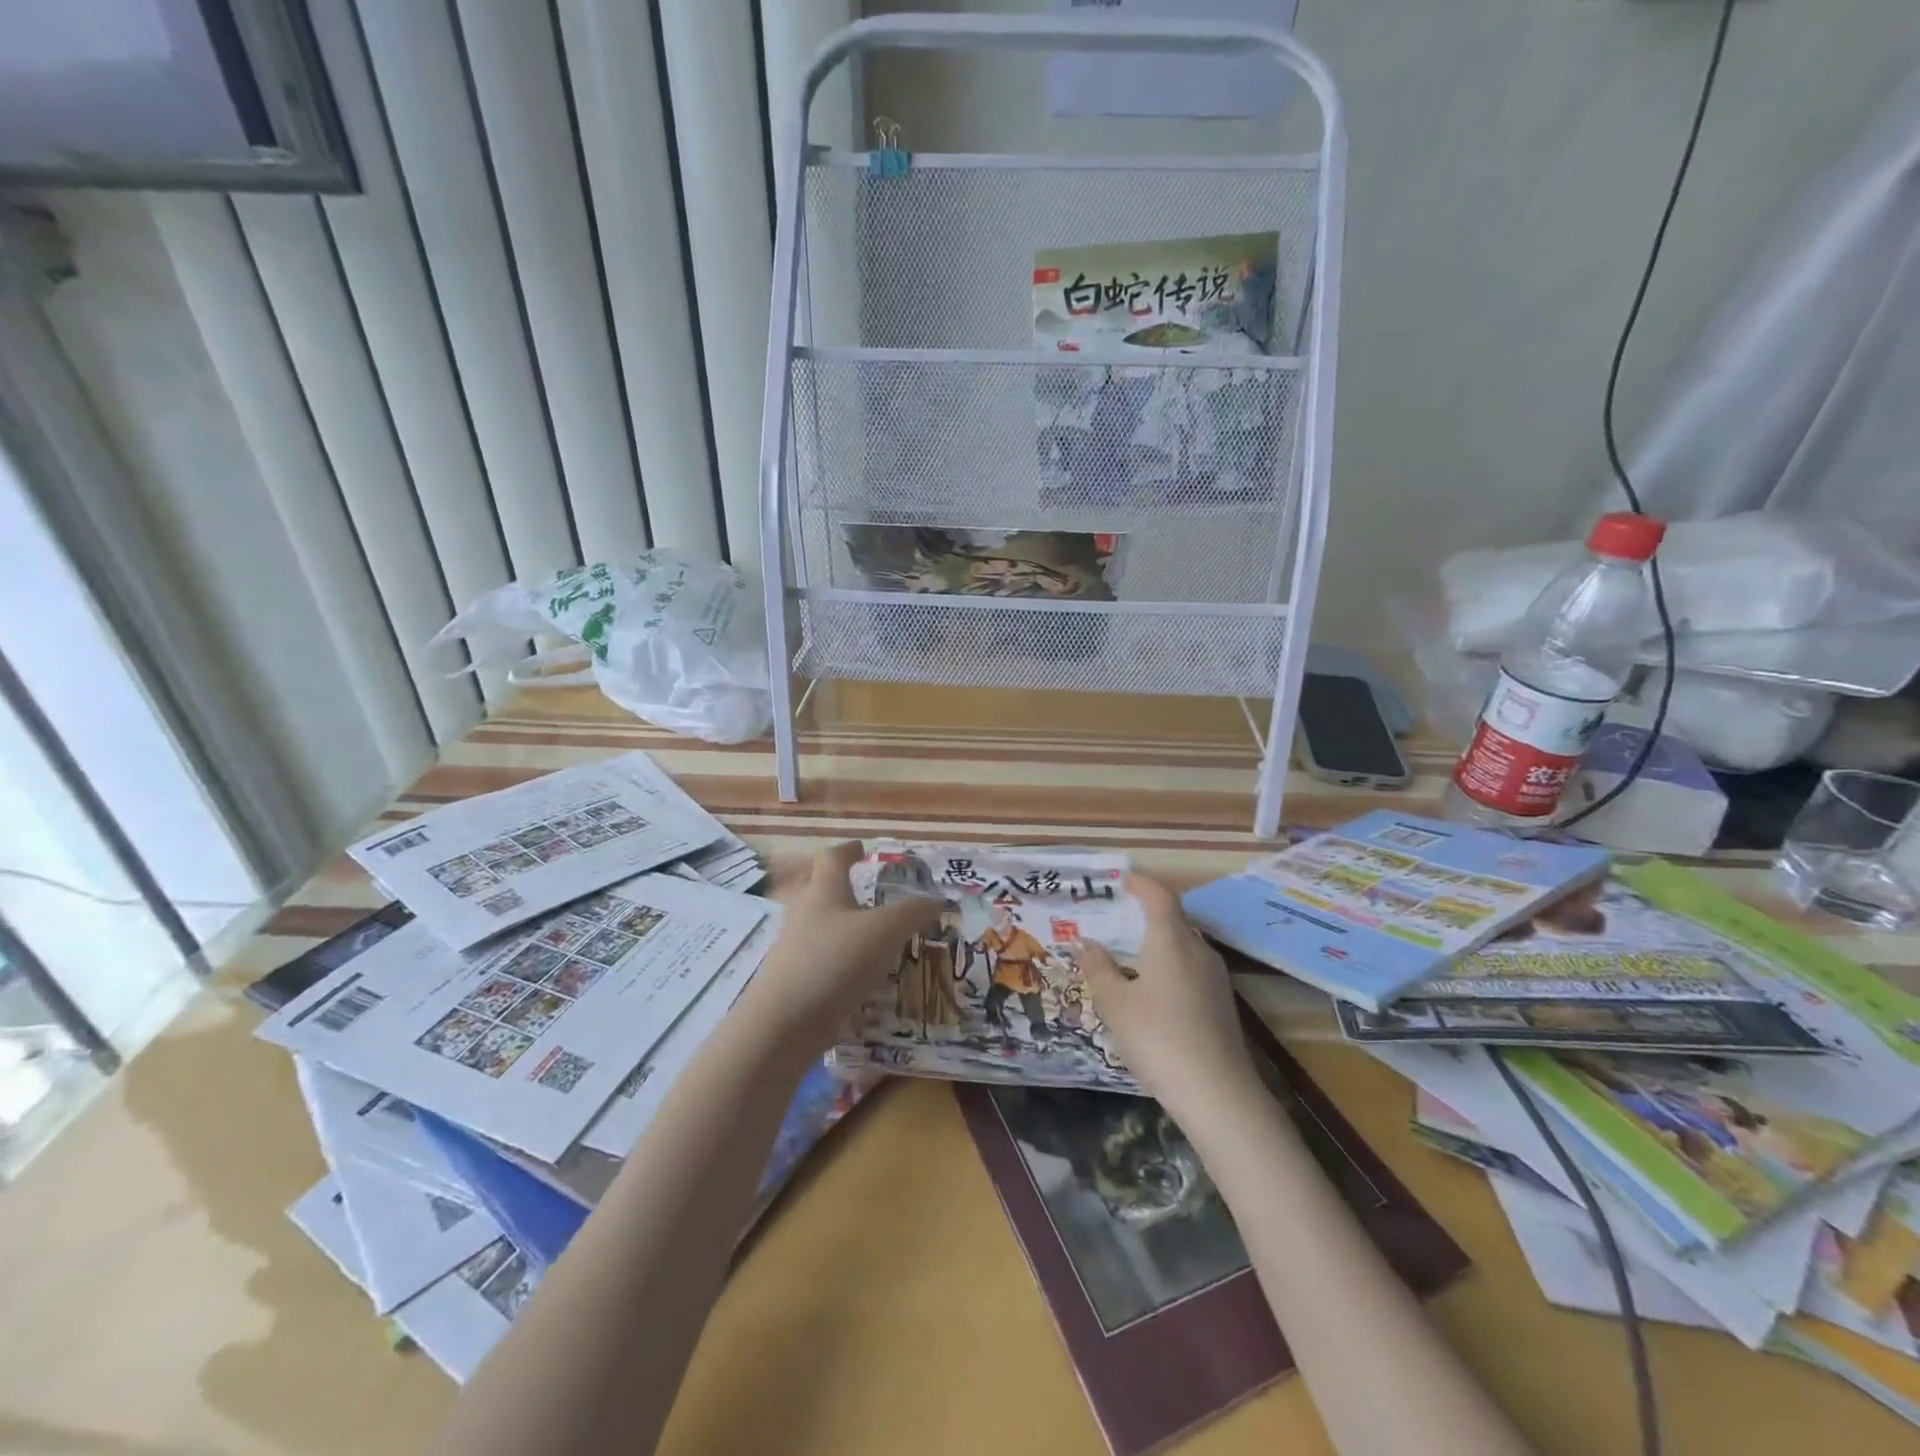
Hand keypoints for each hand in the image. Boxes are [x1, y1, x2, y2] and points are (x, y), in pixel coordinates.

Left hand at [747, 842, 940, 1044]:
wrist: (786, 1021)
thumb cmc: (836, 960)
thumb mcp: (886, 930)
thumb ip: (913, 912)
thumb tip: (938, 899)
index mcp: (823, 891)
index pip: (832, 858)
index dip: (848, 850)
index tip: (861, 848)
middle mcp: (803, 912)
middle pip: (817, 888)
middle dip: (838, 886)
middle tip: (862, 889)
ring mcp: (794, 947)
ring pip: (817, 925)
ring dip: (839, 924)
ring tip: (867, 934)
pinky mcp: (793, 979)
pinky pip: (818, 958)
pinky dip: (837, 958)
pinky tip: (857, 973)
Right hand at [1079, 874, 1260, 1117]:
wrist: (1218, 1094)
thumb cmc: (1158, 1037)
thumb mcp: (1115, 1004)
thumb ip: (1098, 968)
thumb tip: (1084, 942)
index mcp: (1171, 939)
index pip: (1158, 895)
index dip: (1140, 882)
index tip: (1120, 878)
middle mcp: (1198, 949)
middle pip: (1173, 919)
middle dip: (1145, 914)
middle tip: (1116, 919)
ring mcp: (1215, 977)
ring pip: (1183, 946)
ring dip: (1157, 943)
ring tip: (1128, 956)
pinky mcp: (1222, 1003)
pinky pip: (1191, 969)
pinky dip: (1169, 967)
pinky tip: (1151, 992)